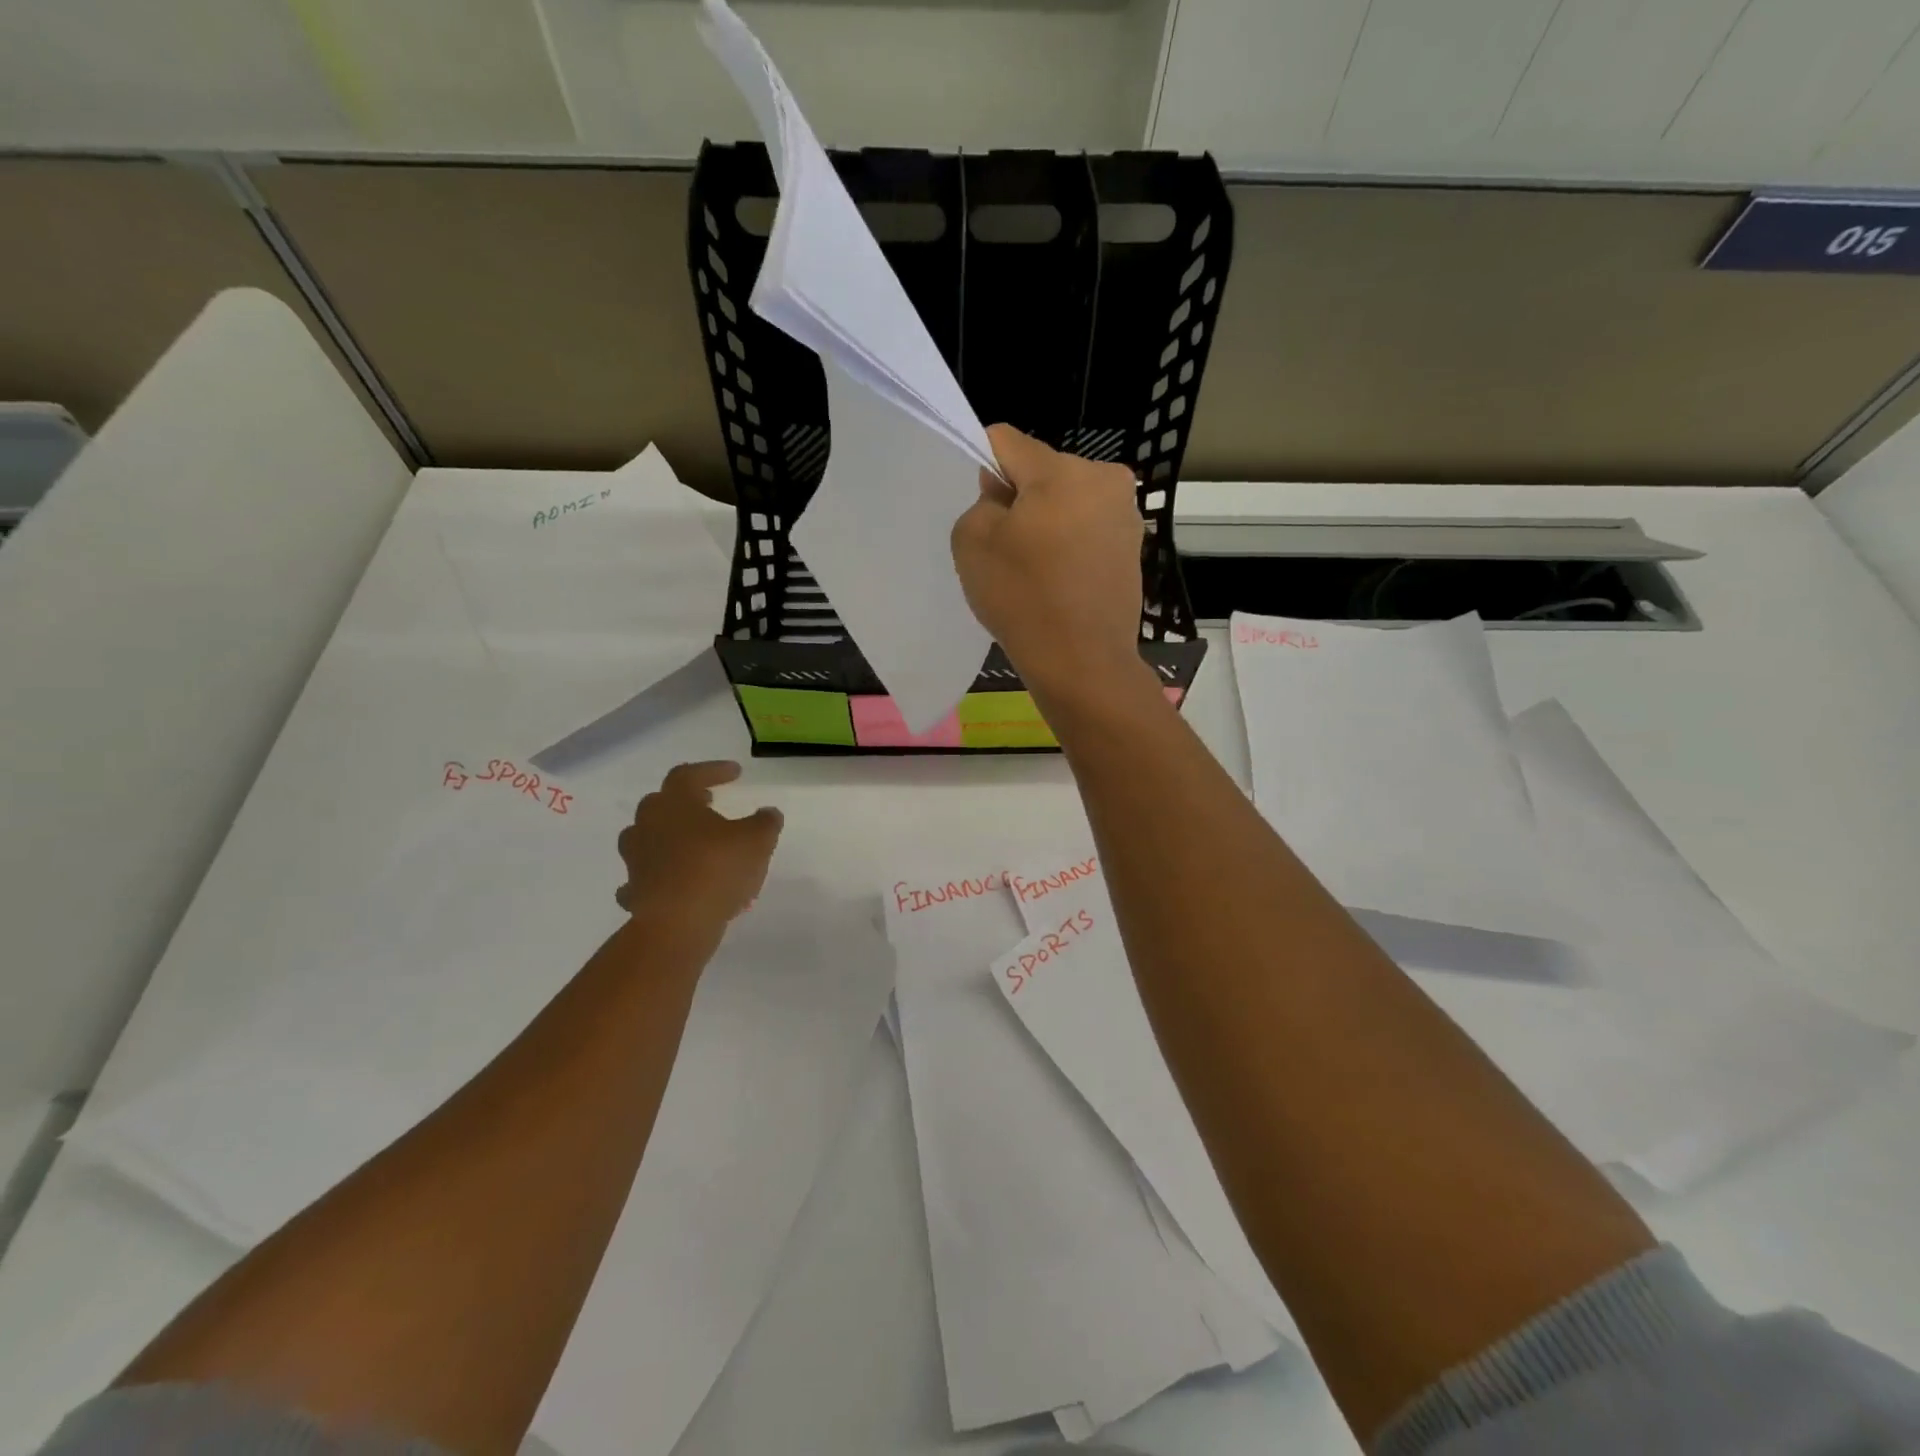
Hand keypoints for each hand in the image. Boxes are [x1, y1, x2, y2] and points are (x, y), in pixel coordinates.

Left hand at [616, 761, 782, 922]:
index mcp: (675, 804)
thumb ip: (765, 822)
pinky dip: (657, 875)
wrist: (676, 924)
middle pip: (661, 802)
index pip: (689, 775)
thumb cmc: (717, 870)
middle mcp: (648, 825)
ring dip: (667, 836)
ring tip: (691, 843)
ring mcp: (636, 859)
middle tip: (708, 802)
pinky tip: (672, 882)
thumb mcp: (757, 840)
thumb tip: (768, 813)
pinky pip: (643, 876)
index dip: (712, 770)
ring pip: (646, 837)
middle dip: (685, 801)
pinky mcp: (634, 891)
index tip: (736, 773)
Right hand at [952, 425, 1148, 704]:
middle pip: (1042, 471)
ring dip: (1048, 522)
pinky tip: (1058, 581)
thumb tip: (1003, 494)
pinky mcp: (1134, 548)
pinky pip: (1088, 530)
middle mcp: (1105, 479)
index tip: (981, 510)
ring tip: (1035, 569)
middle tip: (1007, 548)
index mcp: (1064, 470)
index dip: (983, 467)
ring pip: (1068, 501)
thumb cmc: (1022, 598)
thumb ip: (980, 502)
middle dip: (1021, 498)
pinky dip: (1070, 545)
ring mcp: (1126, 515)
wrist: (1082, 662)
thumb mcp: (972, 542)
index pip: (1007, 441)